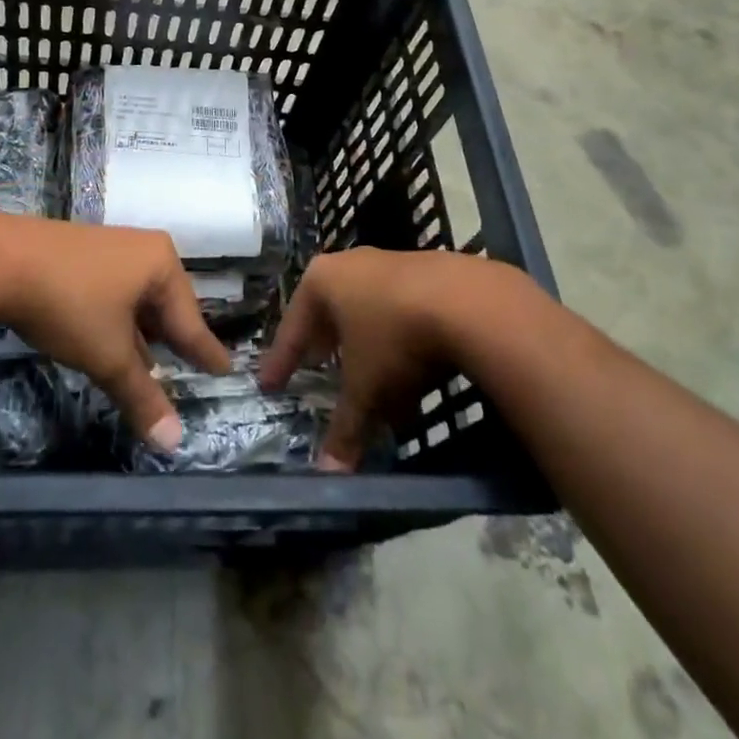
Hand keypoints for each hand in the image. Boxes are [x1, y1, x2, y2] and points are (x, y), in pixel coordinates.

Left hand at [0, 215, 231, 448]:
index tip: (226, 370)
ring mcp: (109, 249)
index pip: (191, 320)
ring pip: (136, 301)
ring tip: (151, 363)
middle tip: (190, 366)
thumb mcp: (108, 356)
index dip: (205, 352)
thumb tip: (173, 443)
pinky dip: (116, 322)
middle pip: (165, 306)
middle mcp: (141, 250)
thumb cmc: (70, 303)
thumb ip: (142, 396)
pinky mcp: (79, 255)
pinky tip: (111, 341)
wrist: (0, 260)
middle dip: (171, 340)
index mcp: (161, 264)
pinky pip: (112, 294)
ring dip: (141, 335)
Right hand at [258, 247, 502, 470]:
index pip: (292, 327)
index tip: (270, 384)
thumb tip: (328, 476)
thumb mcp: (365, 388)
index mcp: (322, 280)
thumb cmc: (395, 338)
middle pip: (330, 313)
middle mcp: (352, 263)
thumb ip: (345, 428)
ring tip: (370, 379)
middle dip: (325, 346)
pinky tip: (412, 371)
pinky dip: (399, 341)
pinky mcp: (430, 271)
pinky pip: (402, 312)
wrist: (469, 301)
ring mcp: (392, 262)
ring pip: (368, 312)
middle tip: (316, 369)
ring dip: (366, 347)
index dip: (282, 361)